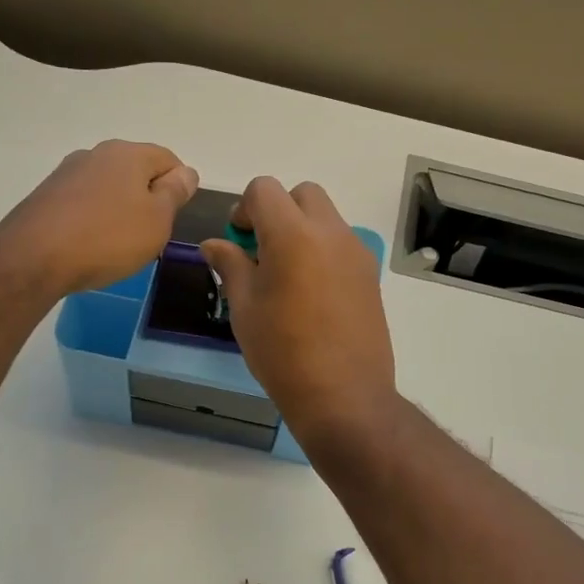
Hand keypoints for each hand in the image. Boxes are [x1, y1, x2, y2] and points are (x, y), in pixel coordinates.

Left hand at [0, 141, 198, 295]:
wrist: (33, 258)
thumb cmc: (108, 238)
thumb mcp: (157, 220)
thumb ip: (175, 192)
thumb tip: (186, 172)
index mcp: (128, 153)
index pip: (168, 159)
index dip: (179, 186)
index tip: (173, 218)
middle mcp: (96, 153)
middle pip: (136, 171)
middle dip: (148, 198)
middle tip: (150, 234)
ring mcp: (67, 173)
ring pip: (108, 186)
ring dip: (120, 209)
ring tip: (118, 243)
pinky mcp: (46, 195)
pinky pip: (83, 202)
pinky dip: (94, 218)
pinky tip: (91, 244)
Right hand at [200, 178, 396, 443]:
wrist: (343, 395)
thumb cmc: (282, 353)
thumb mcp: (244, 308)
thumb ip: (230, 266)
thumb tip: (214, 244)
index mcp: (293, 234)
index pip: (265, 189)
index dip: (245, 208)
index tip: (238, 240)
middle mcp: (330, 233)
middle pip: (302, 195)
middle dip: (278, 210)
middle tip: (261, 251)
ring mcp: (356, 253)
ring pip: (326, 218)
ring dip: (302, 229)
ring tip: (286, 275)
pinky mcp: (370, 275)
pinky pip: (342, 244)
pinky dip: (322, 250)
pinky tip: (311, 294)